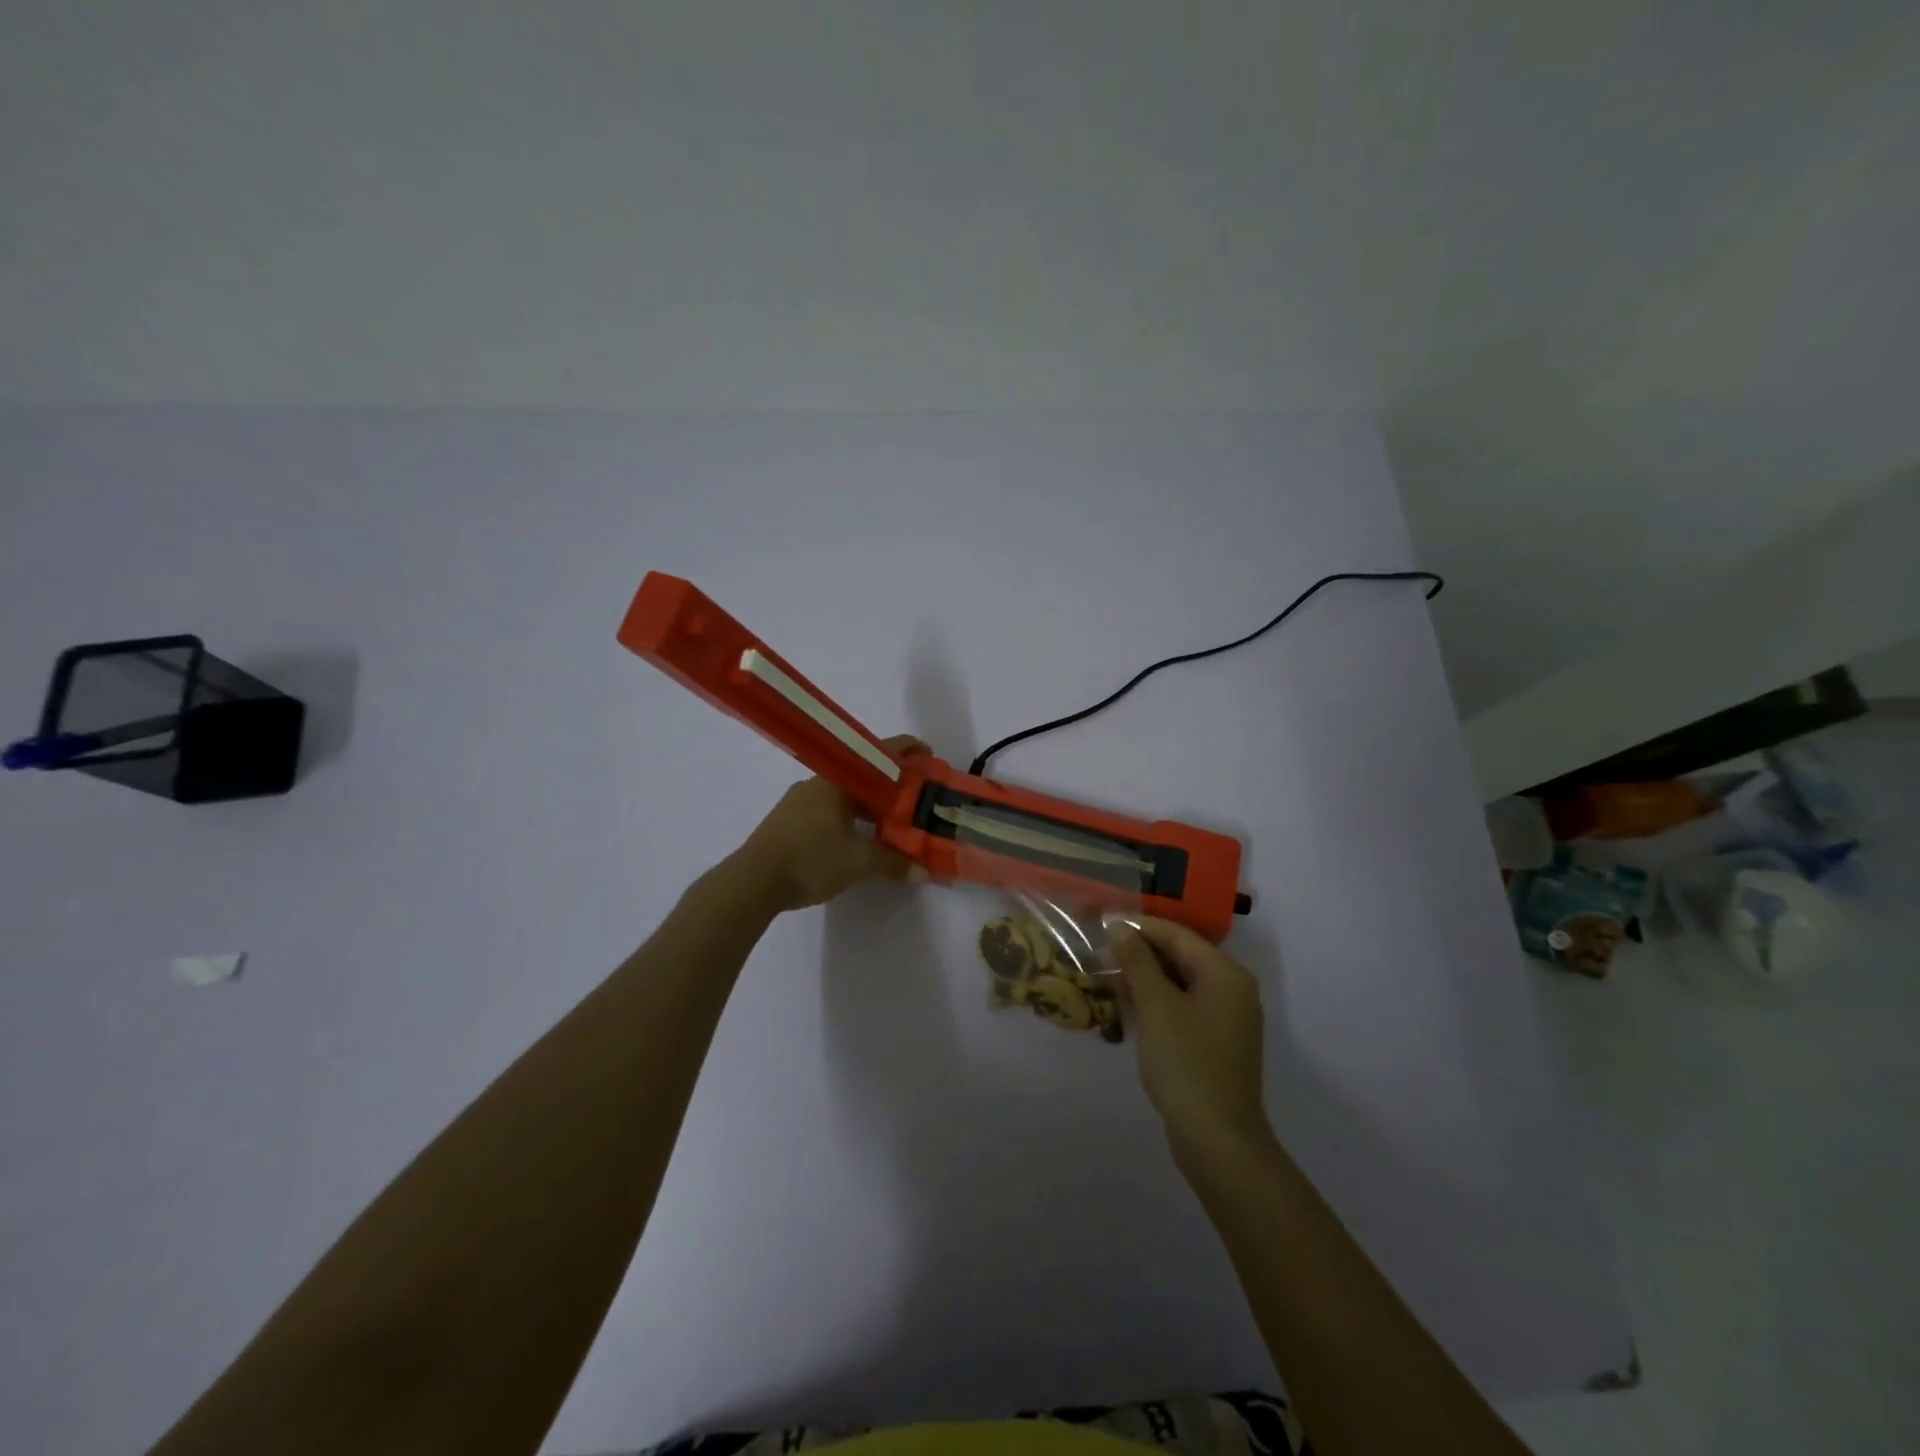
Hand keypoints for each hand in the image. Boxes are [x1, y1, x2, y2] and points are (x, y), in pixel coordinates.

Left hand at [734, 735, 929, 911]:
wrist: (751, 882)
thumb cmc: (809, 860)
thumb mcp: (858, 862)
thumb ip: (894, 862)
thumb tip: (925, 871)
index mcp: (837, 781)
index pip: (879, 755)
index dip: (907, 752)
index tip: (929, 756)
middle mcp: (818, 783)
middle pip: (863, 775)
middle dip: (891, 786)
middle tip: (916, 799)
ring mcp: (800, 801)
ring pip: (845, 795)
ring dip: (870, 805)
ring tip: (892, 823)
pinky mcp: (789, 821)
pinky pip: (830, 809)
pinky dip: (851, 817)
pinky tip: (859, 838)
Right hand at [1108, 916, 1272, 1164]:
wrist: (1218, 1140)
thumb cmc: (1187, 1063)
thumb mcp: (1156, 1006)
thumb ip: (1137, 962)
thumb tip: (1119, 928)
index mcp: (1225, 973)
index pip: (1177, 934)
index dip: (1138, 926)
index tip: (1101, 923)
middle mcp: (1231, 988)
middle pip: (1180, 955)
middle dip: (1139, 951)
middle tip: (1099, 950)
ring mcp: (1225, 1017)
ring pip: (1179, 982)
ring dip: (1144, 977)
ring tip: (1105, 975)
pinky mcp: (1214, 1042)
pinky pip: (1182, 1006)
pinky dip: (1155, 1001)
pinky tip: (1126, 1005)